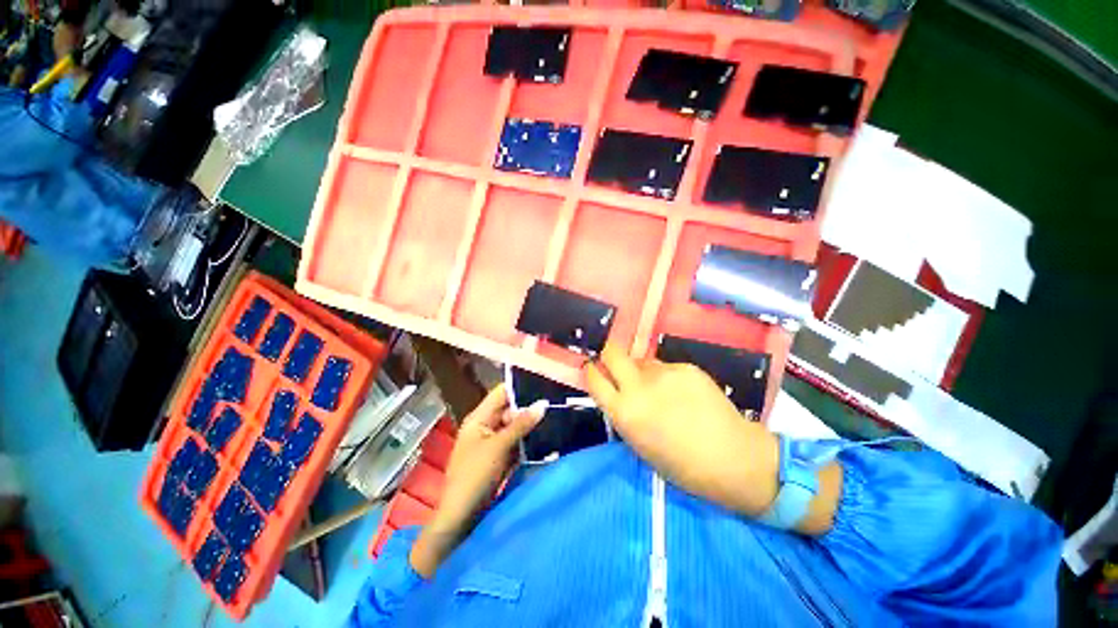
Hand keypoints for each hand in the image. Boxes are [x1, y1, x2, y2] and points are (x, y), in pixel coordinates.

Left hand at [411, 385, 543, 575]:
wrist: (461, 517)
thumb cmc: (474, 475)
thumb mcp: (499, 446)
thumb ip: (521, 424)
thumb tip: (543, 403)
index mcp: (479, 418)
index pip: (501, 393)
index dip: (520, 387)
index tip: (543, 384)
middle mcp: (486, 426)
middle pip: (510, 409)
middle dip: (530, 407)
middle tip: (555, 402)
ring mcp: (493, 442)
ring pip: (516, 426)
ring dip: (531, 424)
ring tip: (556, 416)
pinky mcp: (500, 457)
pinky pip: (517, 442)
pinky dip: (529, 440)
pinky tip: (547, 436)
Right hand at [584, 342, 840, 533]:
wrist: (733, 458)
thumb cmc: (682, 465)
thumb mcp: (640, 445)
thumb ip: (624, 413)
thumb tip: (619, 392)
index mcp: (624, 412)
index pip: (593, 377)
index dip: (591, 371)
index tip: (593, 370)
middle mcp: (639, 387)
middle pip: (612, 352)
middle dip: (609, 355)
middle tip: (616, 364)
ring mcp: (664, 373)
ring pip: (642, 360)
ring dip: (642, 370)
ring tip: (660, 389)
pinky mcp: (686, 367)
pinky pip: (667, 366)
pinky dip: (668, 376)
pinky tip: (684, 393)